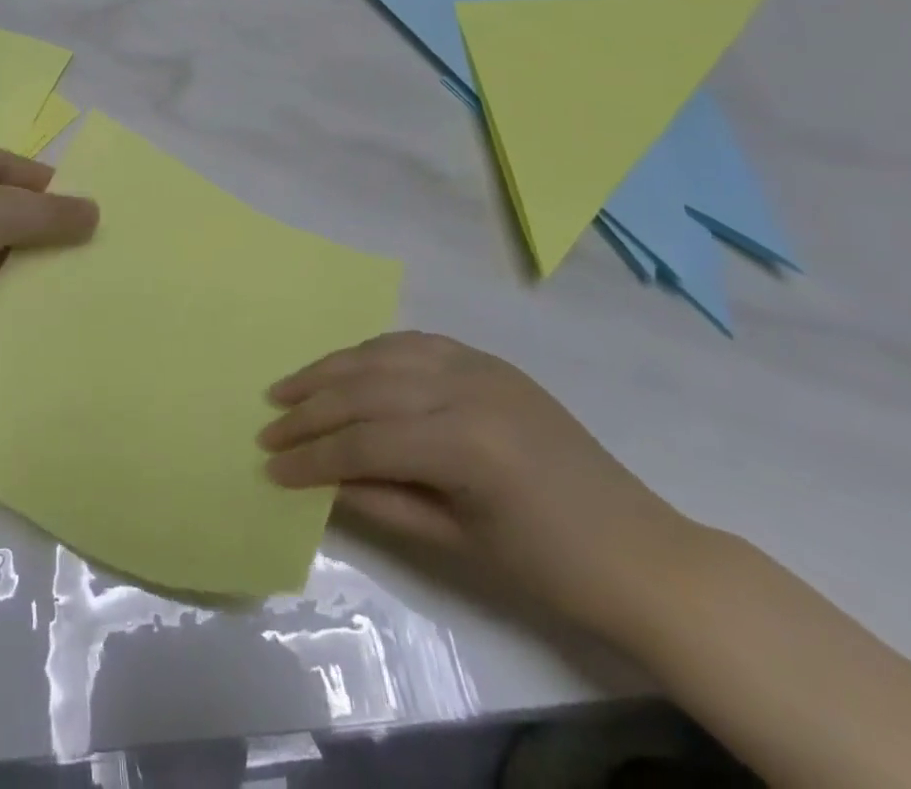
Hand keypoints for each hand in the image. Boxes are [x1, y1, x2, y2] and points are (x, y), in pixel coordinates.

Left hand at [0, 139, 99, 291]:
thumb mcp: (3, 209)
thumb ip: (50, 213)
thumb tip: (95, 212)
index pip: (9, 164)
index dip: (45, 185)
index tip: (78, 211)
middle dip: (30, 227)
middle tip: (69, 251)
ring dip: (9, 260)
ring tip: (48, 280)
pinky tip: (12, 302)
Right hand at [260, 332, 700, 637]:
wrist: (642, 553)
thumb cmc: (551, 567)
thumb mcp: (458, 543)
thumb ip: (381, 501)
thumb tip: (318, 480)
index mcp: (465, 443)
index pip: (365, 441)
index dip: (313, 456)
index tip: (271, 468)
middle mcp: (466, 388)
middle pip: (365, 389)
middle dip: (309, 408)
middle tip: (268, 426)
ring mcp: (478, 366)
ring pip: (382, 354)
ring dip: (329, 369)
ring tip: (288, 387)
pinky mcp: (487, 360)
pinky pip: (414, 343)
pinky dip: (371, 353)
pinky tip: (346, 367)